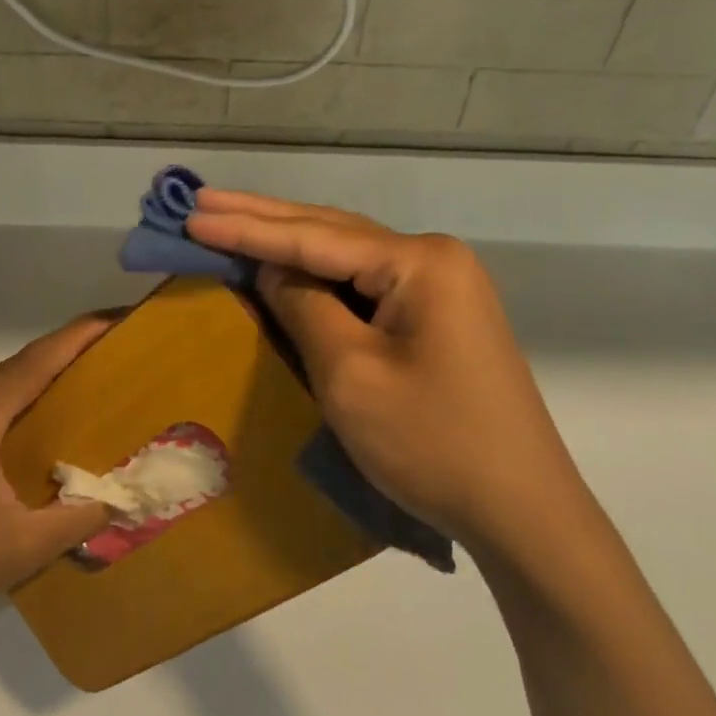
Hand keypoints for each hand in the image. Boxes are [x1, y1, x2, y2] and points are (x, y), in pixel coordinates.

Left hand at [0, 315, 113, 629]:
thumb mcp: (23, 548)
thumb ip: (81, 518)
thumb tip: (127, 496)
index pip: (35, 363)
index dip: (78, 336)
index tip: (116, 318)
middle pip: (17, 364)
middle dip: (66, 349)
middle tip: (112, 346)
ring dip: (40, 372)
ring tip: (85, 373)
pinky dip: (16, 394)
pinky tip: (37, 413)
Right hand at [186, 192, 589, 550]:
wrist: (523, 512)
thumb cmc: (432, 443)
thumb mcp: (350, 374)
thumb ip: (305, 308)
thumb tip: (272, 269)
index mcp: (419, 262)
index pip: (313, 237)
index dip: (247, 229)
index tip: (192, 216)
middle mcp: (433, 259)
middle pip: (332, 230)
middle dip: (263, 218)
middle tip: (203, 203)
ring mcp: (441, 287)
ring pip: (348, 254)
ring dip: (289, 241)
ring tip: (230, 220)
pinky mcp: (438, 317)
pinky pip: (365, 284)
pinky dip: (318, 275)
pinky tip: (286, 265)